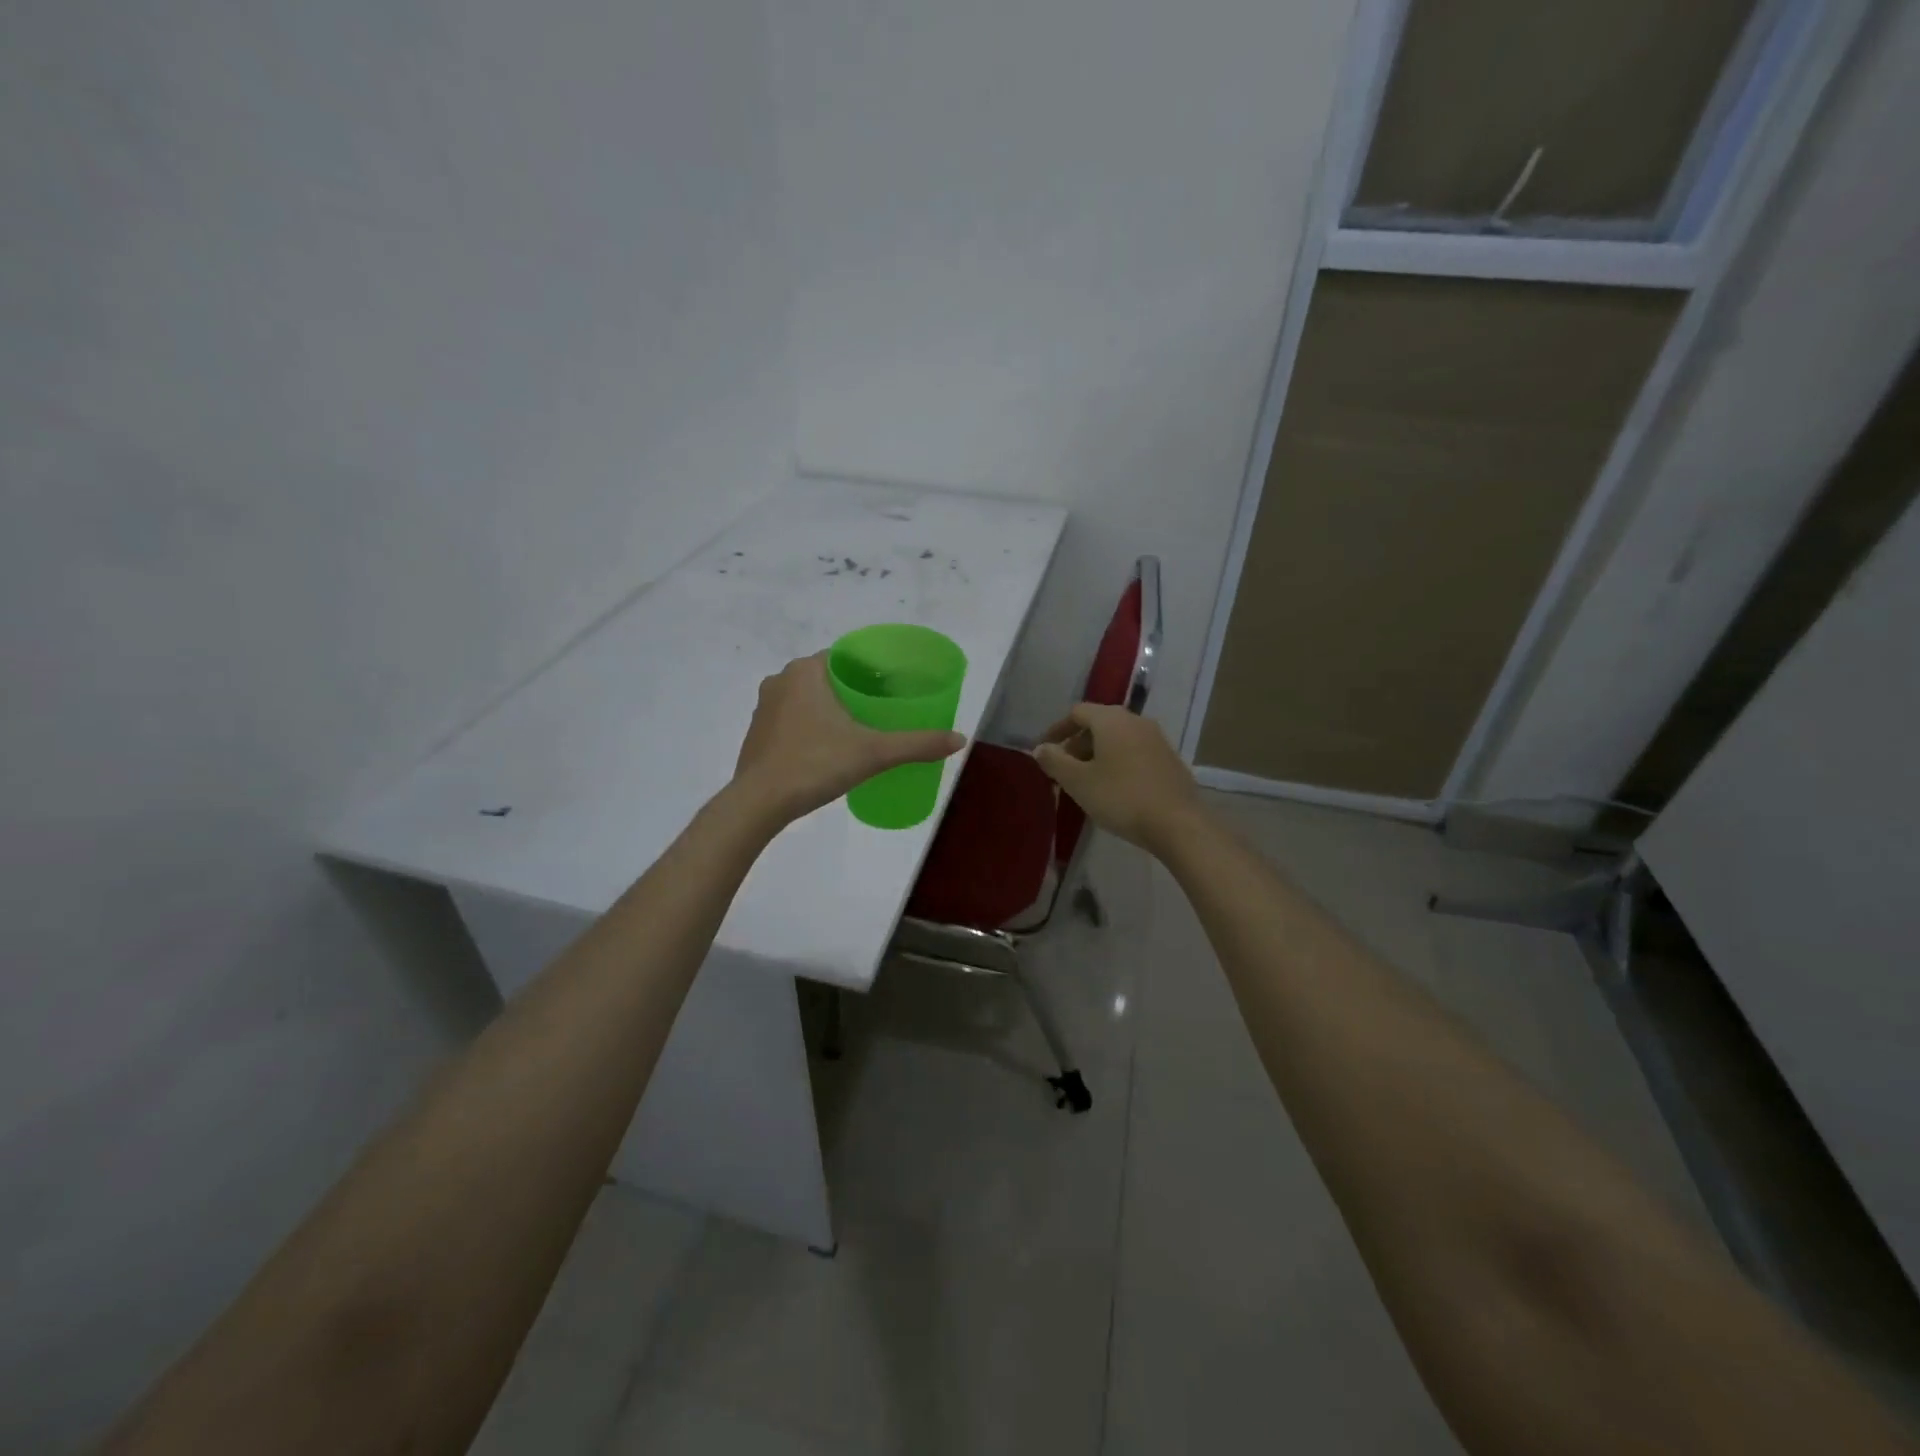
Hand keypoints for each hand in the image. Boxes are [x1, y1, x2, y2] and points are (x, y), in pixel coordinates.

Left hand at [732, 654, 965, 825]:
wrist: (758, 803)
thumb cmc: (815, 765)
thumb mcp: (874, 753)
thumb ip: (917, 744)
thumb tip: (960, 740)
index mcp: (806, 671)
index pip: (846, 656)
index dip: (871, 668)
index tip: (893, 686)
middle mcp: (781, 679)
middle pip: (828, 676)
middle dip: (854, 689)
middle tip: (883, 710)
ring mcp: (764, 706)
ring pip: (807, 697)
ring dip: (830, 707)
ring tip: (860, 728)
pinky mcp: (756, 732)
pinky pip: (791, 718)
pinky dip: (811, 725)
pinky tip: (828, 747)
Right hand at [1032, 704, 1205, 855]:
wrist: (1178, 824)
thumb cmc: (1121, 797)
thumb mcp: (1078, 782)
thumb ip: (1055, 761)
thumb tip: (1040, 748)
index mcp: (1111, 720)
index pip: (1077, 712)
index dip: (1056, 730)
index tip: (1043, 751)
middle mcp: (1136, 721)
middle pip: (1098, 724)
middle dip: (1076, 745)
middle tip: (1062, 770)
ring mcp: (1157, 739)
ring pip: (1117, 739)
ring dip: (1097, 755)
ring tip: (1085, 782)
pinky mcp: (1169, 760)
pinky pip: (1134, 752)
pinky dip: (1117, 762)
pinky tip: (1113, 789)